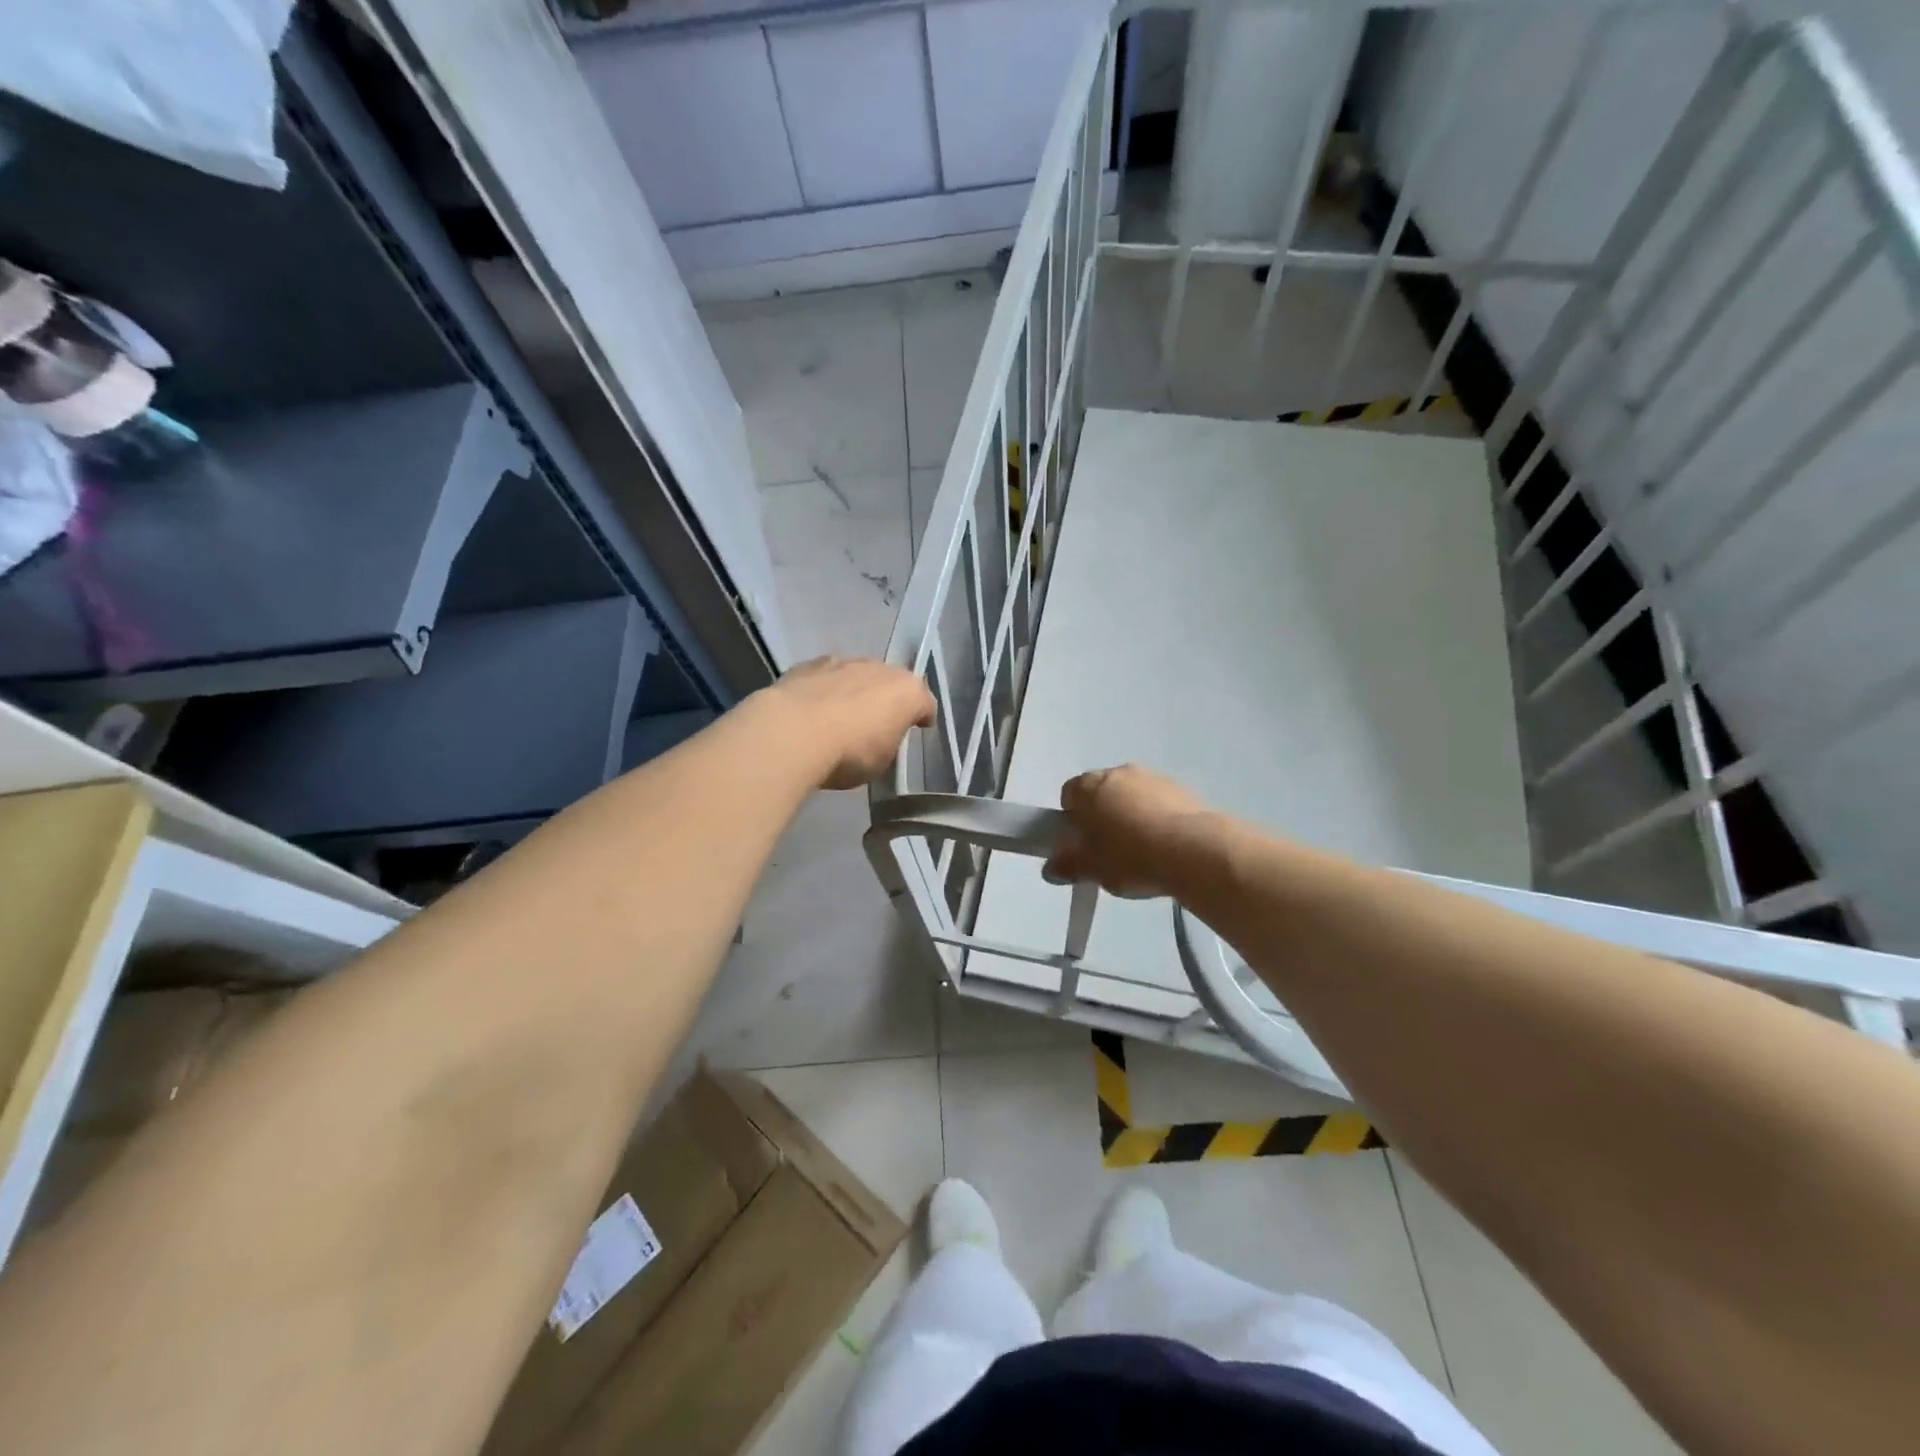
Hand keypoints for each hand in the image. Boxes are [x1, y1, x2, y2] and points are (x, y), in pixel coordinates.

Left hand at [764, 656, 936, 789]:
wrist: (793, 733)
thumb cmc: (849, 753)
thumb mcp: (881, 761)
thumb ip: (886, 742)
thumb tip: (878, 736)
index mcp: (906, 691)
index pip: (924, 703)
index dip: (922, 716)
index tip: (919, 727)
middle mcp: (879, 668)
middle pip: (889, 683)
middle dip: (886, 699)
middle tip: (876, 723)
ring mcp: (842, 662)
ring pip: (856, 675)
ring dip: (854, 691)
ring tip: (841, 715)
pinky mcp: (808, 665)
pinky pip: (825, 678)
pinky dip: (824, 690)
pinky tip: (813, 710)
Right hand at [1043, 763, 1211, 898]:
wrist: (1192, 850)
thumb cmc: (1129, 856)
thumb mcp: (1090, 869)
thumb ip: (1067, 866)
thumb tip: (1051, 868)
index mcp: (1088, 786)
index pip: (1069, 795)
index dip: (1072, 820)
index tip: (1081, 845)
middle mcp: (1118, 772)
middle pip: (1101, 792)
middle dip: (1102, 816)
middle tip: (1108, 851)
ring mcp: (1152, 777)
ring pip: (1132, 796)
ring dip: (1132, 816)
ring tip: (1142, 852)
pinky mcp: (1182, 789)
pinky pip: (1159, 803)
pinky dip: (1158, 819)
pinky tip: (1166, 847)